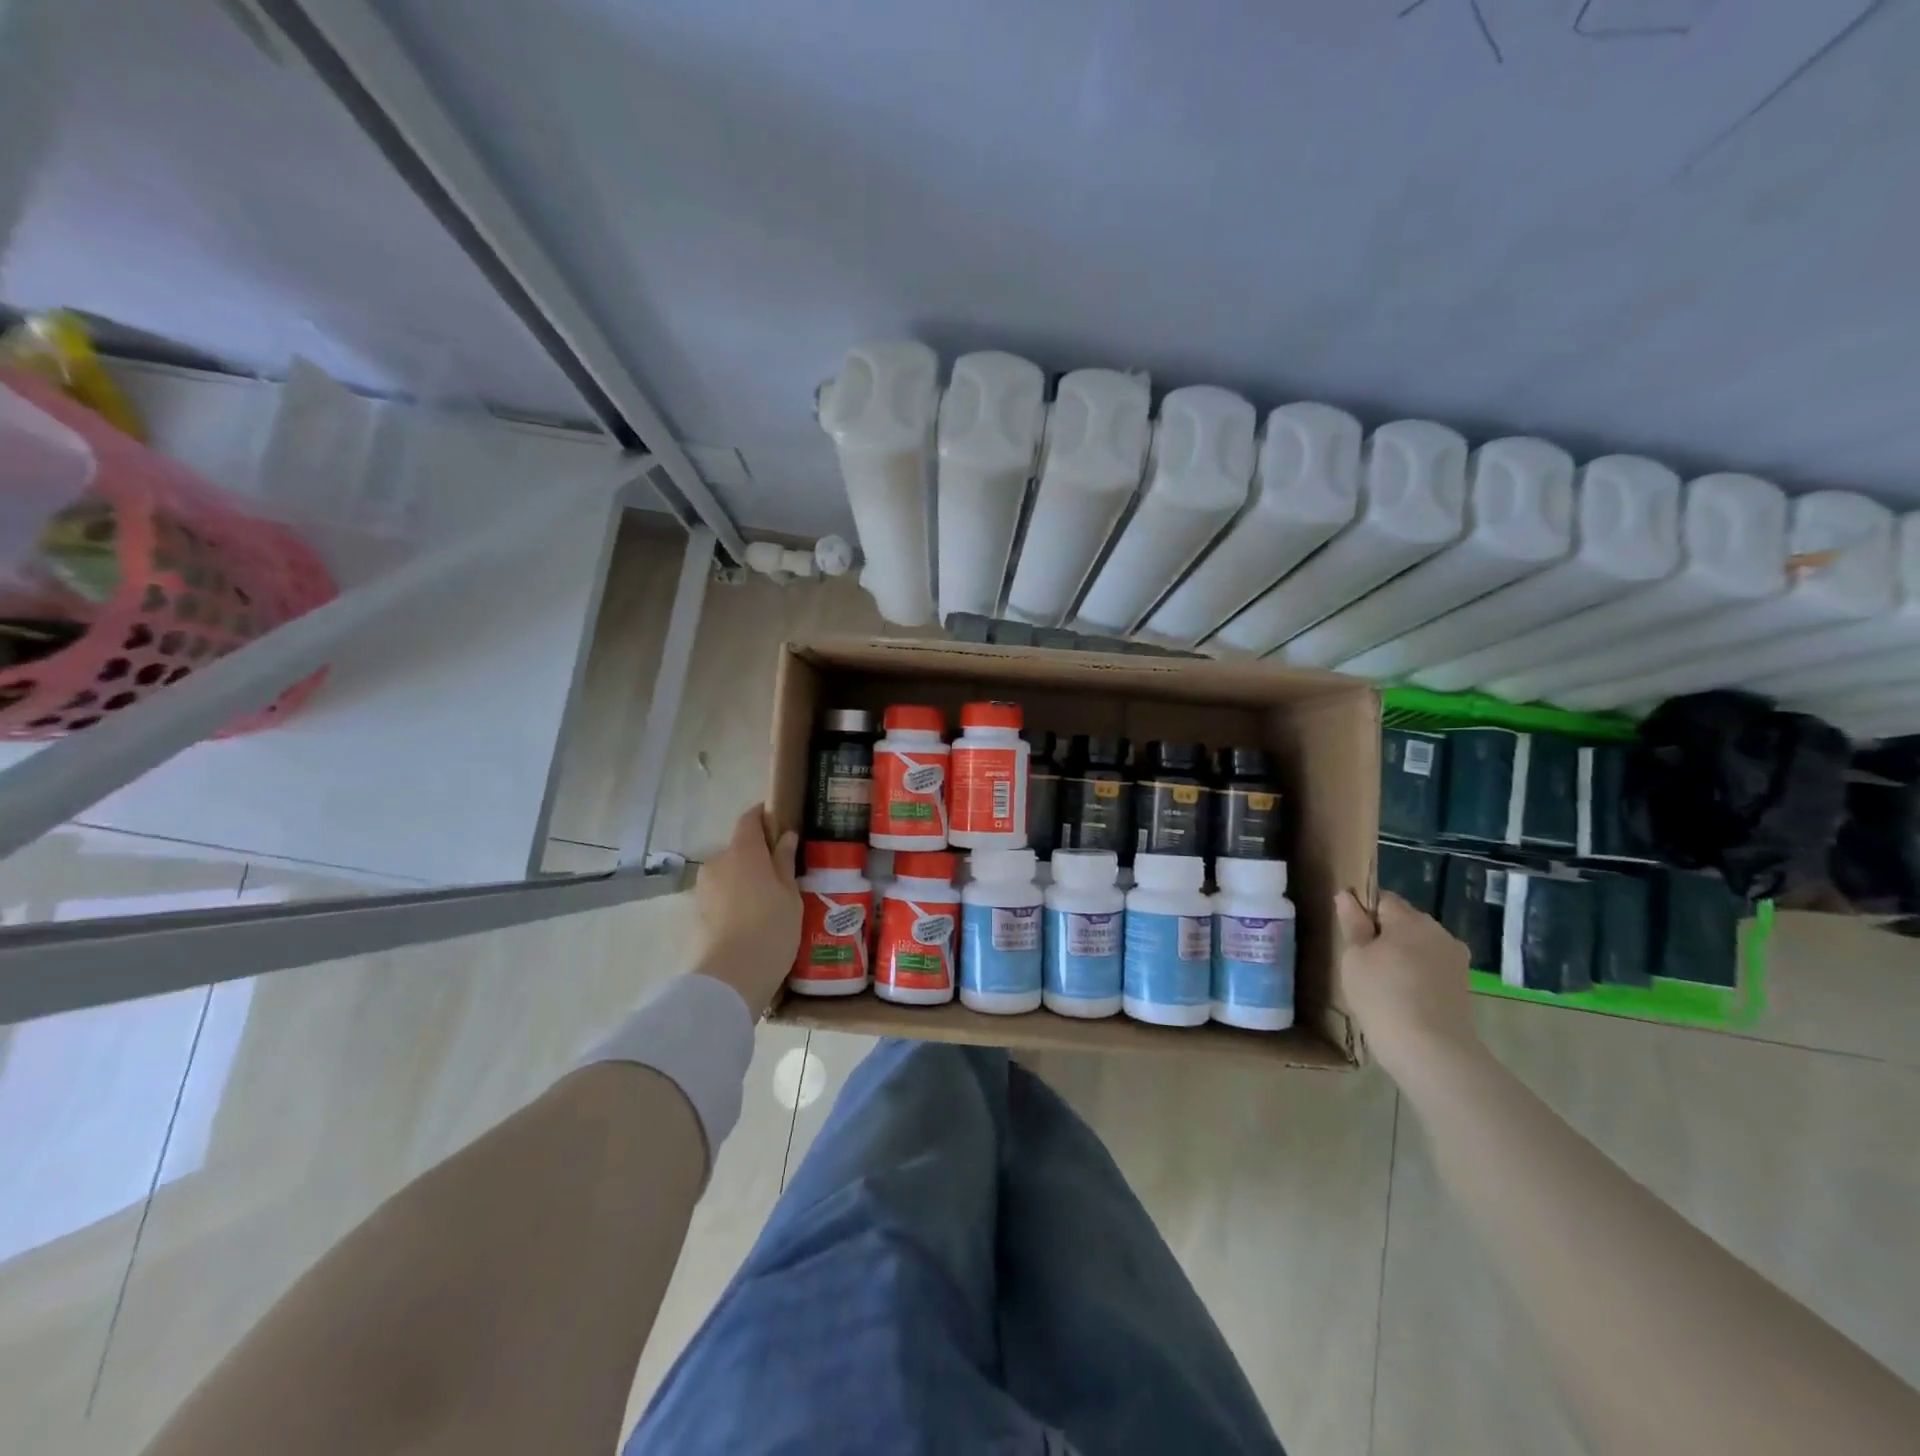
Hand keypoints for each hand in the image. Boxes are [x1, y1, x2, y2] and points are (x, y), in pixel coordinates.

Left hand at [689, 806, 800, 1014]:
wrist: (728, 980)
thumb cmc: (770, 930)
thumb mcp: (790, 895)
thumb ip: (785, 862)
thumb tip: (785, 836)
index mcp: (743, 851)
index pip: (749, 819)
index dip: (764, 816)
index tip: (781, 824)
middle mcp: (718, 863)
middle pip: (740, 849)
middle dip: (759, 857)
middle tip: (784, 876)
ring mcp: (704, 889)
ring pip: (730, 875)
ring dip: (747, 882)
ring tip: (770, 905)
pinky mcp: (697, 914)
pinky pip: (722, 897)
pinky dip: (736, 902)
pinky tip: (753, 923)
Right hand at [1335, 889, 1479, 1083]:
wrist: (1430, 1051)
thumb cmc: (1383, 996)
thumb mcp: (1355, 957)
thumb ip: (1352, 923)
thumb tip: (1346, 896)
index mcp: (1411, 920)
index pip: (1383, 899)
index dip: (1363, 912)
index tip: (1350, 936)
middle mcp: (1439, 932)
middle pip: (1404, 921)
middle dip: (1384, 934)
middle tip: (1362, 961)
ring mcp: (1455, 960)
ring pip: (1419, 945)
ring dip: (1401, 955)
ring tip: (1382, 982)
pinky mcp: (1462, 985)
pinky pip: (1431, 967)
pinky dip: (1416, 975)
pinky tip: (1402, 996)